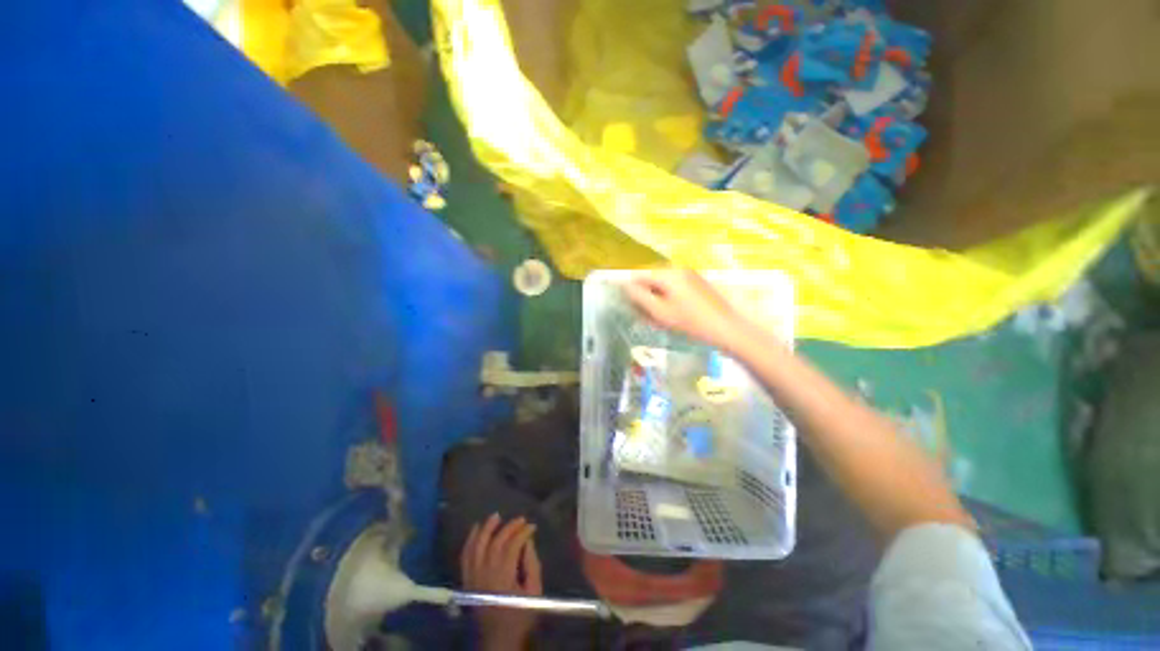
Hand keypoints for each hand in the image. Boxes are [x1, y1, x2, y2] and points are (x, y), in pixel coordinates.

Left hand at [461, 514, 542, 650]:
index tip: (532, 526)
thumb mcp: (534, 592)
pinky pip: (465, 557)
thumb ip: (532, 565)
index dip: (523, 533)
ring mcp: (473, 577)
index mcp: (504, 577)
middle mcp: (486, 573)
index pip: (512, 546)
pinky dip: (469, 541)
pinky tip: (476, 529)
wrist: (499, 639)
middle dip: (509, 527)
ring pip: (477, 546)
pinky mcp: (467, 581)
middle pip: (495, 542)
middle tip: (521, 519)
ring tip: (496, 516)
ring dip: (486, 529)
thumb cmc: (521, 615)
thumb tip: (528, 541)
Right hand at [622, 269, 750, 352]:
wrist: (727, 328)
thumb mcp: (660, 311)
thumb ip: (639, 297)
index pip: (640, 276)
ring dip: (656, 301)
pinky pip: (675, 290)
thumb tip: (624, 286)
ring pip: (663, 287)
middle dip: (645, 298)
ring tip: (658, 320)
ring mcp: (690, 277)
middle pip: (652, 281)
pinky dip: (668, 301)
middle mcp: (678, 270)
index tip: (629, 308)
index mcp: (668, 274)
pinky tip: (672, 317)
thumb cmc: (690, 321)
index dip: (631, 291)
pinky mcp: (697, 285)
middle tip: (645, 317)